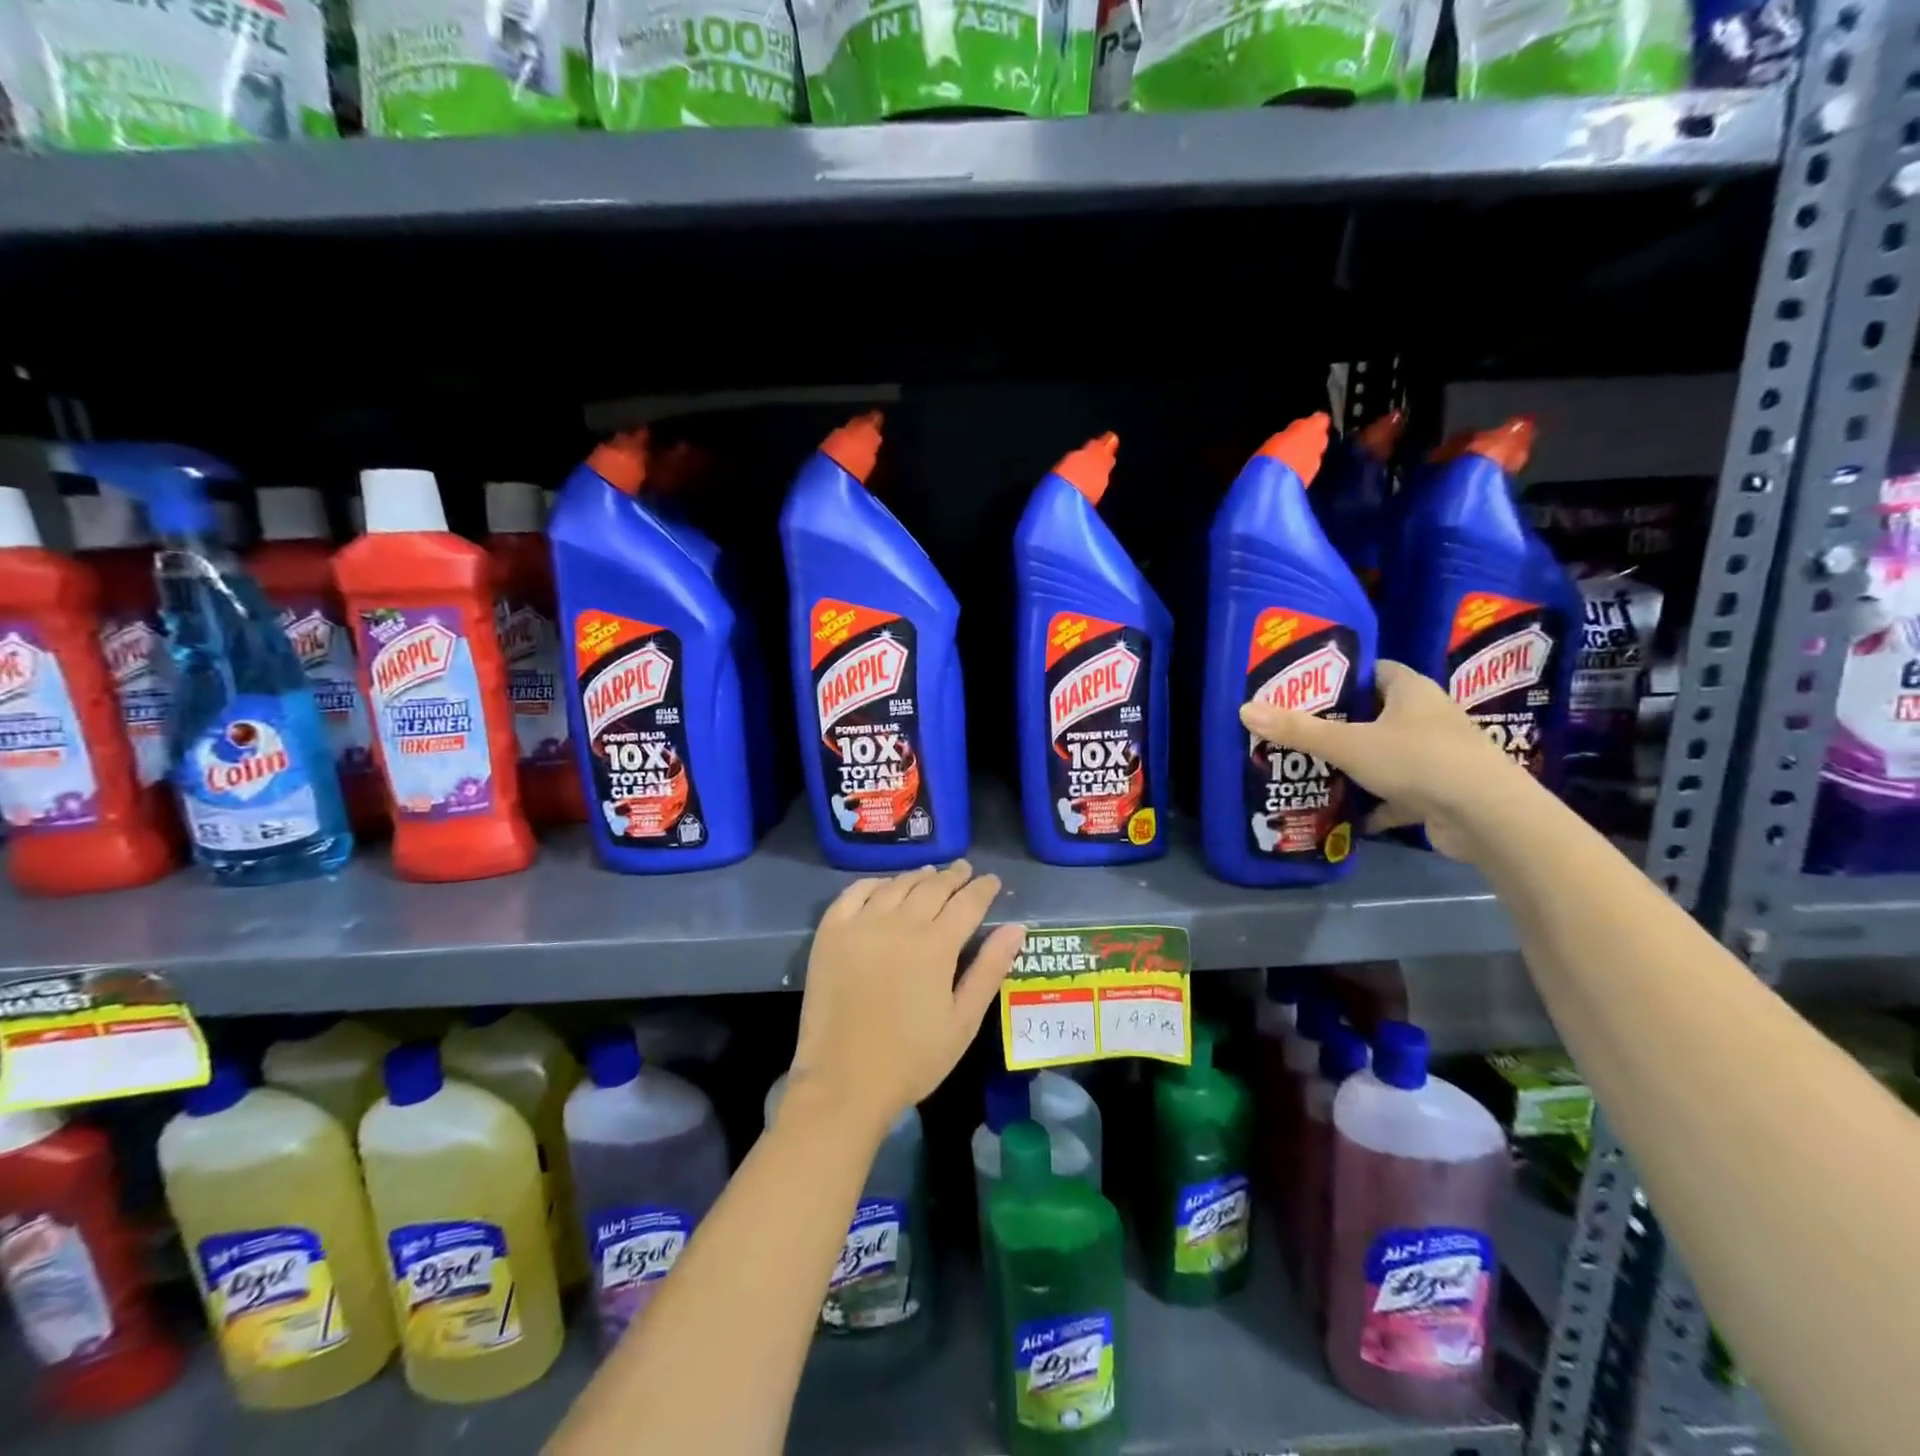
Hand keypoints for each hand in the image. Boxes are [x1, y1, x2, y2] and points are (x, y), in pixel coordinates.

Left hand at [784, 861, 1024, 1138]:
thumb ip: (990, 969)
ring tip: (931, 873)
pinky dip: (875, 883)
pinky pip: (854, 893)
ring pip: (897, 886)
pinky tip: (885, 886)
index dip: (983, 889)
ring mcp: (861, 925)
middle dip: (954, 876)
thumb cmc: (913, 1059)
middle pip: (933, 887)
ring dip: (918, 876)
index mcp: (936, 945)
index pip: (967, 902)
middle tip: (965, 870)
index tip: (992, 881)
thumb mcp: (963, 1021)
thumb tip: (1016, 928)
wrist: (844, 1082)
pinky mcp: (831, 933)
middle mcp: (899, 924)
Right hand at [1238, 659, 1538, 859]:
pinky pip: (1397, 794)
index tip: (1306, 690)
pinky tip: (1346, 815)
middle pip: (1377, 714)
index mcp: (1412, 691)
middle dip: (1341, 724)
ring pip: (1386, 755)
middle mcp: (1428, 717)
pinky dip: (1375, 804)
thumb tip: (1244, 709)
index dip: (1342, 677)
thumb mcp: (1348, 743)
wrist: (1486, 816)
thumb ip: (1298, 730)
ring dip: (1356, 765)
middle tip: (1297, 732)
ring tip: (1312, 770)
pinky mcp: (1440, 793)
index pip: (1374, 671)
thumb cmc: (1418, 760)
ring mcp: (1437, 756)